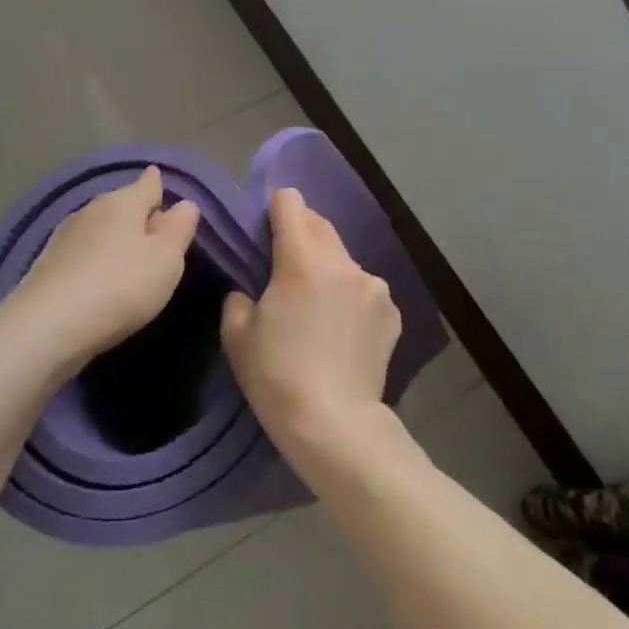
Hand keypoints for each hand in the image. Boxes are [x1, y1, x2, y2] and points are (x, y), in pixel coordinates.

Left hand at [10, 166, 201, 366]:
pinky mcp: (48, 264)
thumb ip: (179, 229)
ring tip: (131, 258)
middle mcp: (91, 210)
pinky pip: (83, 252)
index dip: (158, 184)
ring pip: (100, 228)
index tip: (161, 182)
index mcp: (123, 202)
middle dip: (138, 215)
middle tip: (157, 234)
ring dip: (115, 239)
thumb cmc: (120, 286)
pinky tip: (102, 278)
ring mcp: (65, 236)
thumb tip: (184, 204)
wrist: (49, 325)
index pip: (147, 183)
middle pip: (122, 205)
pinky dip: (96, 259)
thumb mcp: (166, 259)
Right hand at [221, 188, 409, 477]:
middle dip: (301, 234)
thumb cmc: (276, 376)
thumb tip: (252, 289)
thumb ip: (239, 296)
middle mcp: (344, 264)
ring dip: (327, 268)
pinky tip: (341, 330)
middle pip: (320, 226)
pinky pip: (363, 290)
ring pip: (343, 260)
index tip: (266, 227)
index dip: (275, 209)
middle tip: (283, 264)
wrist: (334, 424)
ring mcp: (375, 288)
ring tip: (315, 306)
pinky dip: (349, 296)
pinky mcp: (392, 313)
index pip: (291, 204)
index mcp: (303, 261)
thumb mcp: (236, 334)